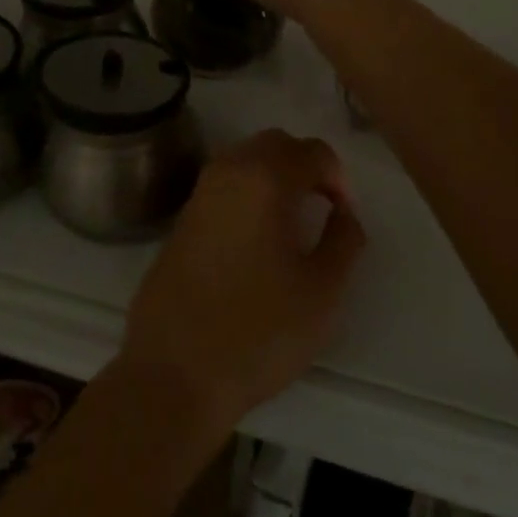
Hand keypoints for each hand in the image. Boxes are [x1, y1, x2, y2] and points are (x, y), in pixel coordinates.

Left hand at [118, 130, 366, 440]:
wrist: (174, 372)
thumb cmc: (258, 331)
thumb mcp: (322, 292)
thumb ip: (344, 241)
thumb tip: (344, 214)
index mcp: (264, 178)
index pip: (313, 152)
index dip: (338, 178)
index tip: (344, 216)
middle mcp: (228, 171)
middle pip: (275, 144)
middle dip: (305, 166)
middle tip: (322, 209)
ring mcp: (199, 193)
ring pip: (246, 160)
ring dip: (274, 176)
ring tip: (292, 223)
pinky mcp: (181, 219)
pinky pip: (224, 185)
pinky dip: (248, 193)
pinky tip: (256, 239)